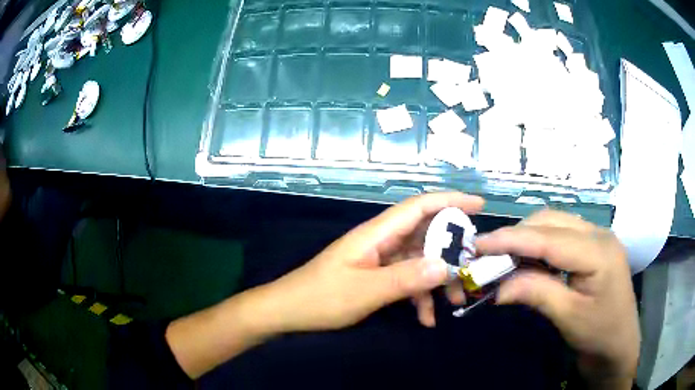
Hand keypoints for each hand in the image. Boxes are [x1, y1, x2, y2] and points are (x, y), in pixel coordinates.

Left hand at [167, 192, 483, 378]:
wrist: (288, 311)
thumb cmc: (320, 298)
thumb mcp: (365, 291)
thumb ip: (405, 278)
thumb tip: (445, 265)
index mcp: (377, 234)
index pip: (419, 206)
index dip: (451, 200)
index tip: (480, 205)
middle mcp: (381, 241)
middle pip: (426, 234)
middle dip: (452, 250)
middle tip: (472, 268)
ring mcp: (379, 259)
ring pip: (420, 260)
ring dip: (438, 279)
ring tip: (455, 302)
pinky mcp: (376, 276)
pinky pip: (407, 279)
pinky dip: (419, 296)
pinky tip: (426, 319)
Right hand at [475, 210, 639, 388]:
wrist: (619, 343)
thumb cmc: (599, 333)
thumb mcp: (568, 317)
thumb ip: (536, 293)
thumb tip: (498, 286)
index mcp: (598, 251)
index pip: (548, 237)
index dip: (511, 239)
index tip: (478, 245)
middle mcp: (599, 233)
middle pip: (551, 221)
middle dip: (517, 235)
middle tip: (488, 255)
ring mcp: (598, 237)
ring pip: (555, 223)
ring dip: (528, 238)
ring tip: (505, 258)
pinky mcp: (594, 246)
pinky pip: (562, 235)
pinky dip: (540, 244)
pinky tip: (530, 260)